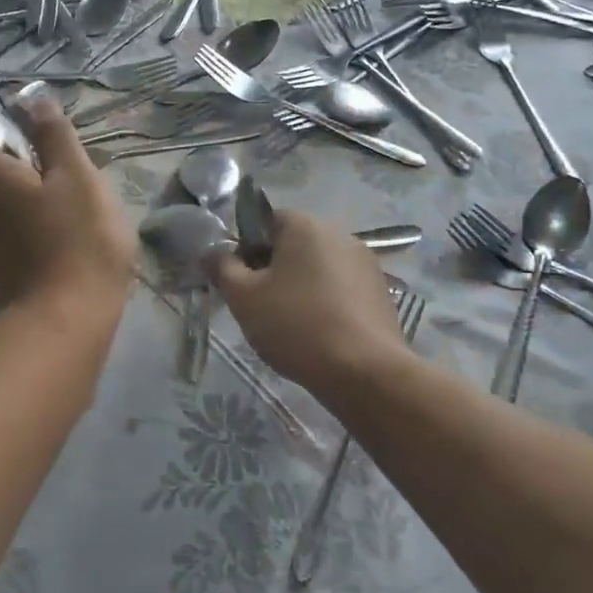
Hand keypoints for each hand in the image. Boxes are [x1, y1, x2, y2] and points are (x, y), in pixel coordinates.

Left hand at [0, 97, 134, 321]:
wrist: (65, 325)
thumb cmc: (76, 242)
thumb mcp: (78, 178)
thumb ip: (55, 137)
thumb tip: (32, 100)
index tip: (1, 125)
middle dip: (14, 160)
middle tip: (62, 168)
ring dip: (27, 195)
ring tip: (73, 207)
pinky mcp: (0, 271)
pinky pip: (11, 233)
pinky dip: (32, 227)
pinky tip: (67, 241)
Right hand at [208, 208, 406, 391]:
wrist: (364, 371)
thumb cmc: (295, 325)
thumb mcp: (243, 297)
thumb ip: (222, 268)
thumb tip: (212, 252)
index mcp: (305, 225)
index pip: (267, 221)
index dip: (247, 248)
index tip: (241, 280)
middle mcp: (339, 234)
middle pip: (294, 245)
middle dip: (274, 269)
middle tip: (259, 306)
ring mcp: (366, 264)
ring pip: (318, 269)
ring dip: (301, 287)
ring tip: (290, 326)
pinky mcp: (381, 293)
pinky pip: (341, 290)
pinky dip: (326, 304)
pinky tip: (319, 335)